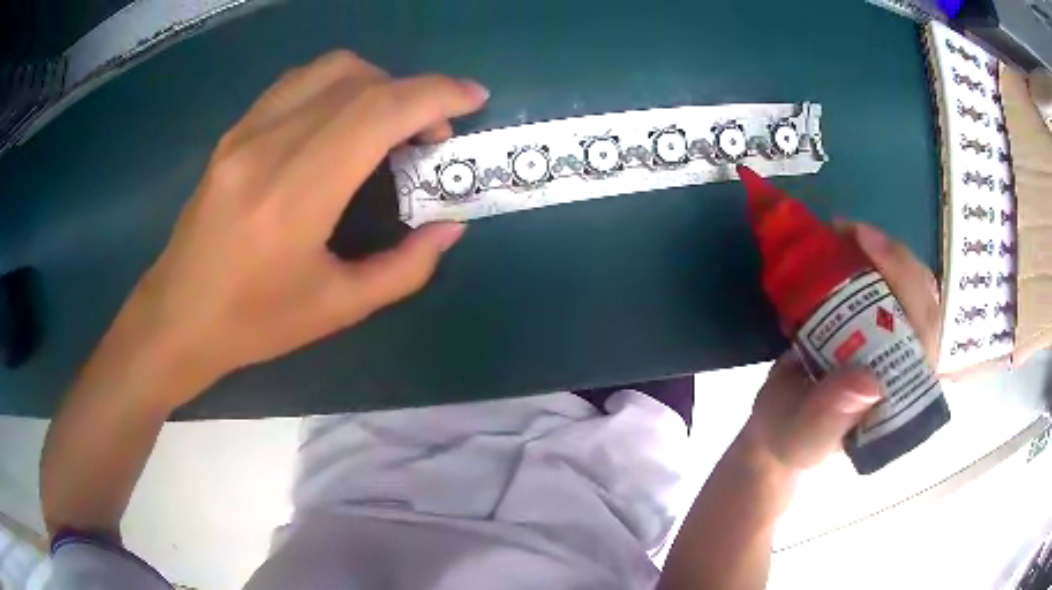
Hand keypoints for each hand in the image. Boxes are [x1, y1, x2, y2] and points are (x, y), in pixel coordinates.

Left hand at [120, 51, 488, 405]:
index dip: (436, 94)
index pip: (377, 111)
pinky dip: (338, 86)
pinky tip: (343, 121)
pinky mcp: (234, 131)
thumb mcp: (338, 310)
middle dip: (414, 92)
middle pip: (359, 80)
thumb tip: (449, 226)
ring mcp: (246, 131)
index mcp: (294, 194)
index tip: (473, 99)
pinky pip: (298, 82)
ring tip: (389, 123)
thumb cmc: (254, 323)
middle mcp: (268, 145)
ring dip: (376, 83)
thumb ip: (405, 268)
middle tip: (430, 133)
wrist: (178, 316)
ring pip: (328, 69)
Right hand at [740, 222, 942, 471]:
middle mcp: (911, 365)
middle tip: (849, 231)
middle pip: (925, 300)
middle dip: (895, 258)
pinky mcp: (883, 327)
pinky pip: (893, 285)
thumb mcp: (804, 436)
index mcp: (904, 396)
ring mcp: (899, 343)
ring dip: (885, 253)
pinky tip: (847, 242)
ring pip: (913, 286)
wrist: (780, 427)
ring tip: (846, 233)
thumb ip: (831, 418)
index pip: (927, 335)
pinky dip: (873, 257)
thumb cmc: (792, 438)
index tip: (866, 246)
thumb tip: (870, 383)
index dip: (908, 285)